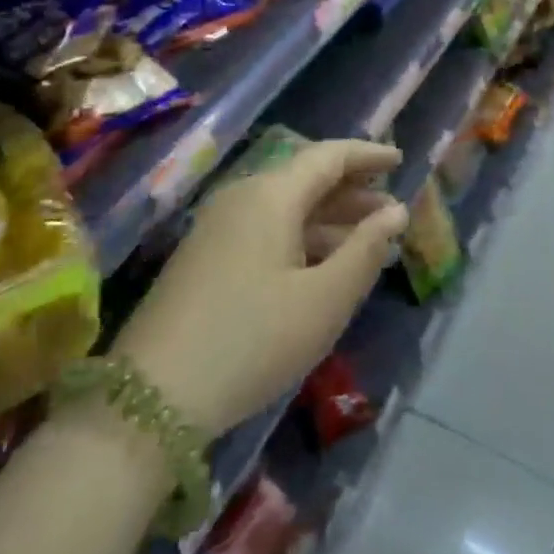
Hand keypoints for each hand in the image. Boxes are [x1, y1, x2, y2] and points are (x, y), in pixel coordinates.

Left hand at [111, 140, 408, 436]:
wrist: (152, 398)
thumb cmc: (252, 341)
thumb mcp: (323, 301)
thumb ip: (365, 250)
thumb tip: (395, 211)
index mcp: (270, 195)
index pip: (328, 156)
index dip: (367, 155)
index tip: (401, 160)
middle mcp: (241, 198)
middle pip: (305, 180)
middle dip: (352, 192)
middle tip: (392, 212)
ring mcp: (218, 227)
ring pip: (285, 208)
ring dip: (329, 219)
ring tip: (368, 241)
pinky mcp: (205, 257)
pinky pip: (265, 230)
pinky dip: (301, 238)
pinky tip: (322, 266)